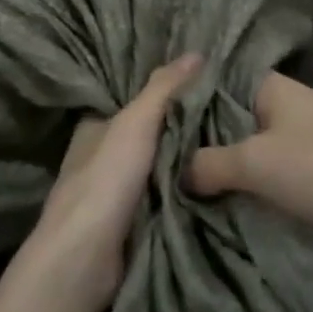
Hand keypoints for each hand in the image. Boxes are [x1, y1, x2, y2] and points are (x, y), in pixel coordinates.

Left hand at [20, 54, 201, 311]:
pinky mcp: (127, 226)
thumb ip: (163, 89)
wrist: (84, 259)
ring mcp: (113, 194)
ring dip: (183, 165)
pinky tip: (212, 188)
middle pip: (146, 136)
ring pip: (155, 170)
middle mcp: (100, 156)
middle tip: (225, 118)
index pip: (131, 101)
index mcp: (94, 126)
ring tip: (228, 148)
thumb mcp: (135, 123)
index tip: (200, 87)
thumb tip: (197, 52)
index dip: (161, 93)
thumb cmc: (105, 180)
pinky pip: (162, 201)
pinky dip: (182, 195)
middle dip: (178, 130)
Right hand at [185, 71, 312, 260]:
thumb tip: (182, 172)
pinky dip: (291, 183)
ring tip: (233, 194)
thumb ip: (210, 164)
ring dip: (262, 168)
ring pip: (281, 144)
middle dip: (229, 143)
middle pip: (252, 117)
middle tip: (198, 173)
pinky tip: (278, 206)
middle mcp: (304, 100)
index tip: (178, 136)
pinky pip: (307, 167)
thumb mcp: (254, 165)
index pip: (226, 85)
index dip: (201, 108)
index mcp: (278, 87)